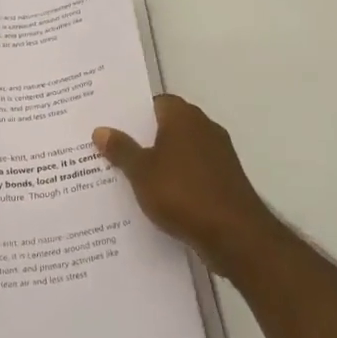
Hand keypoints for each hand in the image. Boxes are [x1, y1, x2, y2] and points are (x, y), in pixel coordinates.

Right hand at [94, 94, 279, 276]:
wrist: (235, 235)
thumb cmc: (182, 193)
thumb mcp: (141, 172)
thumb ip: (121, 149)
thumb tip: (101, 130)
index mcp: (184, 117)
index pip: (156, 102)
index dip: (134, 112)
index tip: (112, 125)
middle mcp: (205, 128)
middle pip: (169, 125)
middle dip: (144, 137)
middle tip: (114, 149)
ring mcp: (219, 155)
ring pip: (181, 150)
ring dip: (161, 160)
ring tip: (130, 175)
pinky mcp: (226, 180)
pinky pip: (194, 172)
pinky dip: (178, 179)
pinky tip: (158, 196)